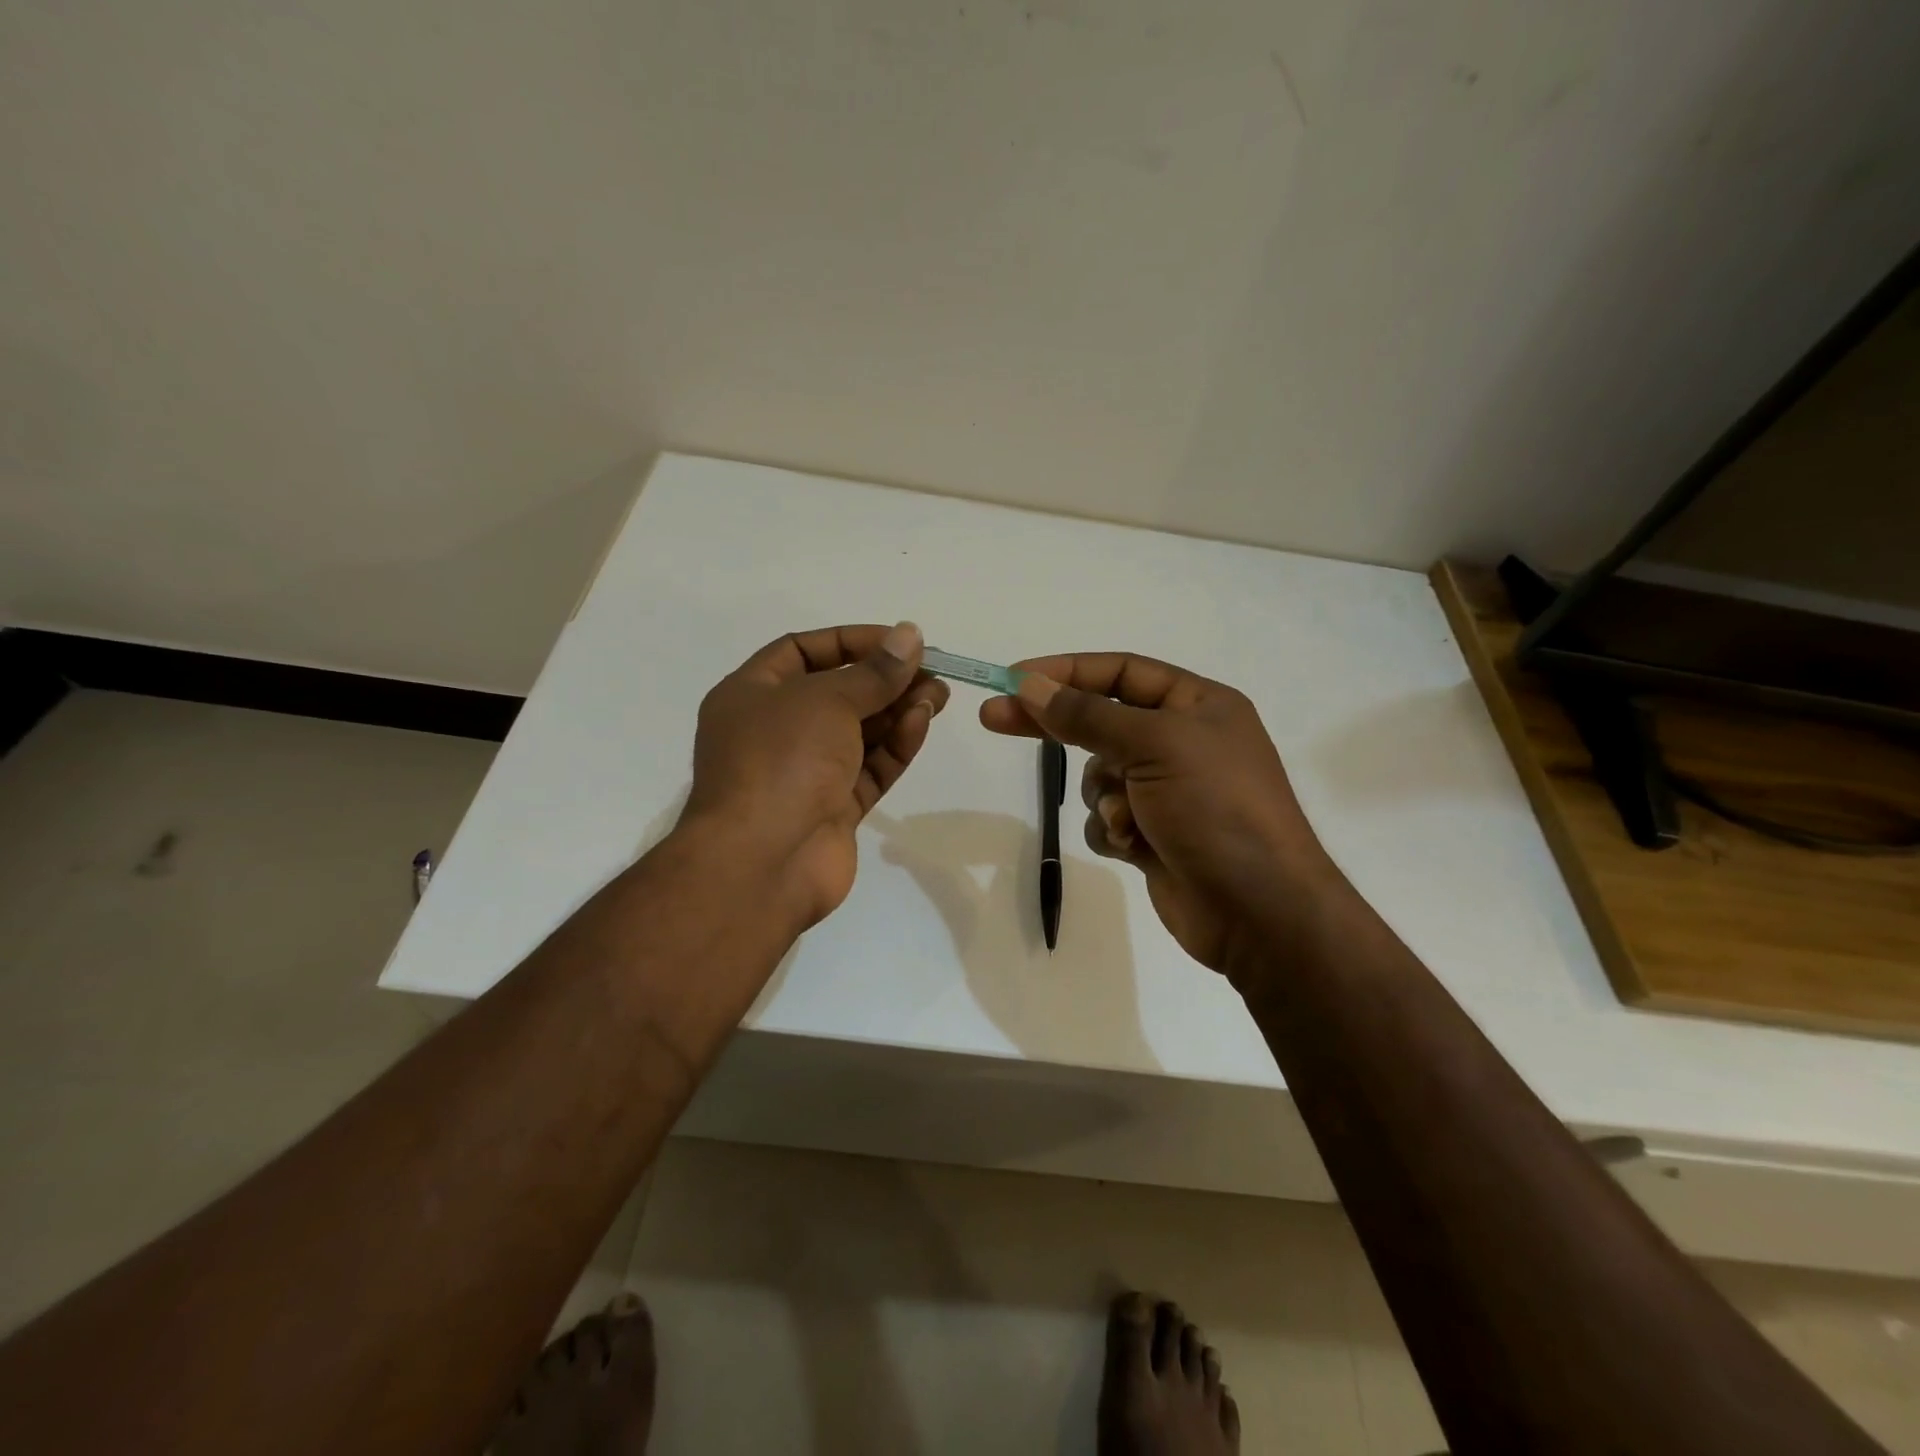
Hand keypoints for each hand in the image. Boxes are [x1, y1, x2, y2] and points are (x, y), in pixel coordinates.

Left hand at [685, 622, 948, 927]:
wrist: (762, 862)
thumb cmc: (781, 760)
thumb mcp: (826, 700)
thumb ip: (874, 672)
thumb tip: (909, 635)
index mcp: (751, 695)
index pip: (803, 651)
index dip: (852, 641)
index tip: (899, 641)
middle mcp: (775, 731)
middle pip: (837, 693)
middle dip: (884, 679)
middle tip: (932, 670)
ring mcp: (804, 773)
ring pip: (858, 733)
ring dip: (897, 710)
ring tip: (939, 695)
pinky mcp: (832, 809)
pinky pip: (868, 768)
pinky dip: (895, 746)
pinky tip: (922, 723)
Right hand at [979, 653, 1333, 974]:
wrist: (1260, 910)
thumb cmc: (1216, 808)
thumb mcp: (1154, 745)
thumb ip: (1087, 715)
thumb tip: (1029, 684)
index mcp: (1197, 705)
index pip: (1120, 672)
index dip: (1066, 671)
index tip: (1014, 678)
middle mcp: (1183, 741)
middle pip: (1100, 720)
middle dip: (1054, 724)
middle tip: (993, 717)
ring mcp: (1167, 790)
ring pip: (1099, 775)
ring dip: (1104, 795)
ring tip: (1128, 818)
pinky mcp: (1154, 833)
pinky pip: (1107, 817)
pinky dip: (1112, 829)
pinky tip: (1135, 847)